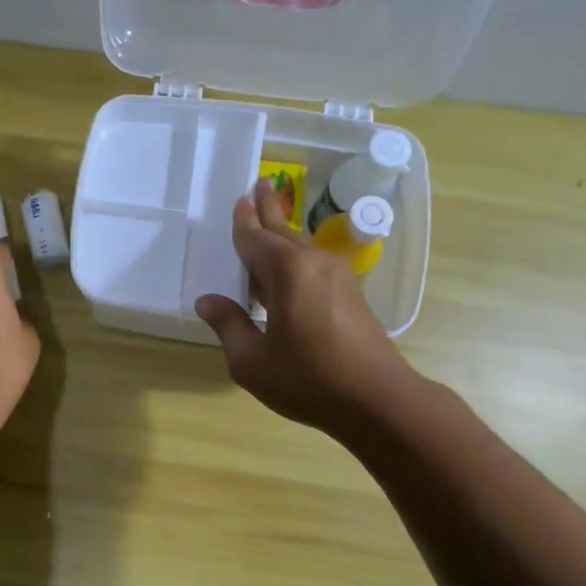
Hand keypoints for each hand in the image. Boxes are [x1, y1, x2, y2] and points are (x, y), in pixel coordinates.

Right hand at [195, 178, 418, 434]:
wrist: (377, 399)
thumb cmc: (308, 379)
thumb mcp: (251, 361)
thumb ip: (228, 325)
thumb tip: (208, 301)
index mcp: (287, 272)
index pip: (255, 239)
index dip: (243, 222)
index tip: (239, 198)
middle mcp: (313, 263)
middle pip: (283, 232)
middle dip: (268, 211)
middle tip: (260, 185)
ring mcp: (337, 277)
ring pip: (301, 247)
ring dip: (282, 233)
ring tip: (270, 218)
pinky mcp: (350, 295)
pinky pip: (313, 264)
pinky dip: (294, 258)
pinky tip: (286, 270)